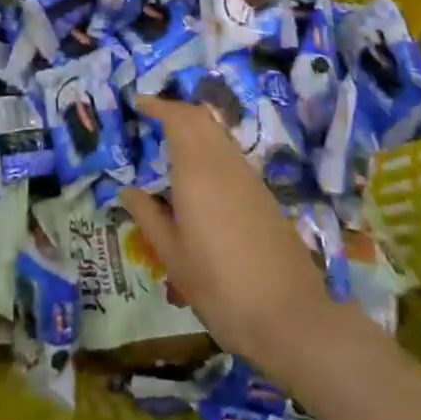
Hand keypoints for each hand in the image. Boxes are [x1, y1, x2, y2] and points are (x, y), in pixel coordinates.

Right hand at [119, 94, 333, 378]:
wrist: (292, 316)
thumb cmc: (221, 286)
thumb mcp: (173, 256)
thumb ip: (148, 216)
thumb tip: (128, 191)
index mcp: (197, 170)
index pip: (178, 118)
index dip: (157, 105)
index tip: (138, 103)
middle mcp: (225, 163)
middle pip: (201, 118)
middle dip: (175, 111)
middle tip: (151, 118)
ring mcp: (249, 177)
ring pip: (219, 135)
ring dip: (194, 128)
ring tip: (171, 144)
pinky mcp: (264, 195)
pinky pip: (231, 155)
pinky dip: (210, 148)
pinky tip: (200, 176)